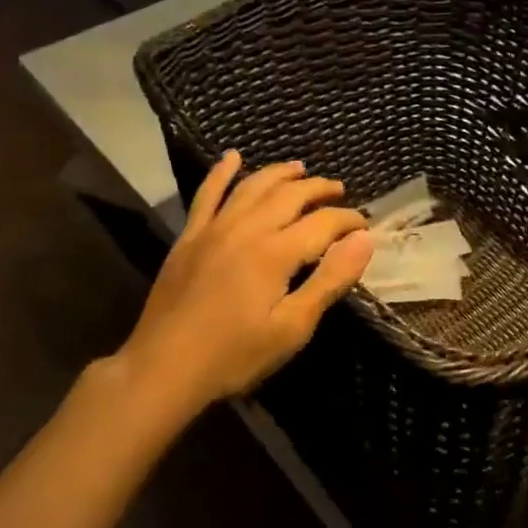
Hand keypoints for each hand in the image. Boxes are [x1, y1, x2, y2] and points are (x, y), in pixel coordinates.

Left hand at [122, 152, 372, 408]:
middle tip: (340, 190)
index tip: (364, 226)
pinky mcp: (189, 237)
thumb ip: (330, 279)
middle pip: (291, 195)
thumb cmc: (234, 355)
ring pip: (253, 187)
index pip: (323, 222)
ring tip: (300, 168)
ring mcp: (214, 229)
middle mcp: (247, 228)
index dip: (348, 220)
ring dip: (280, 173)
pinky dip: (221, 172)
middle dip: (320, 189)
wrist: (162, 369)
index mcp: (275, 252)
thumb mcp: (293, 328)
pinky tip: (232, 157)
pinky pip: (207, 194)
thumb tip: (364, 240)